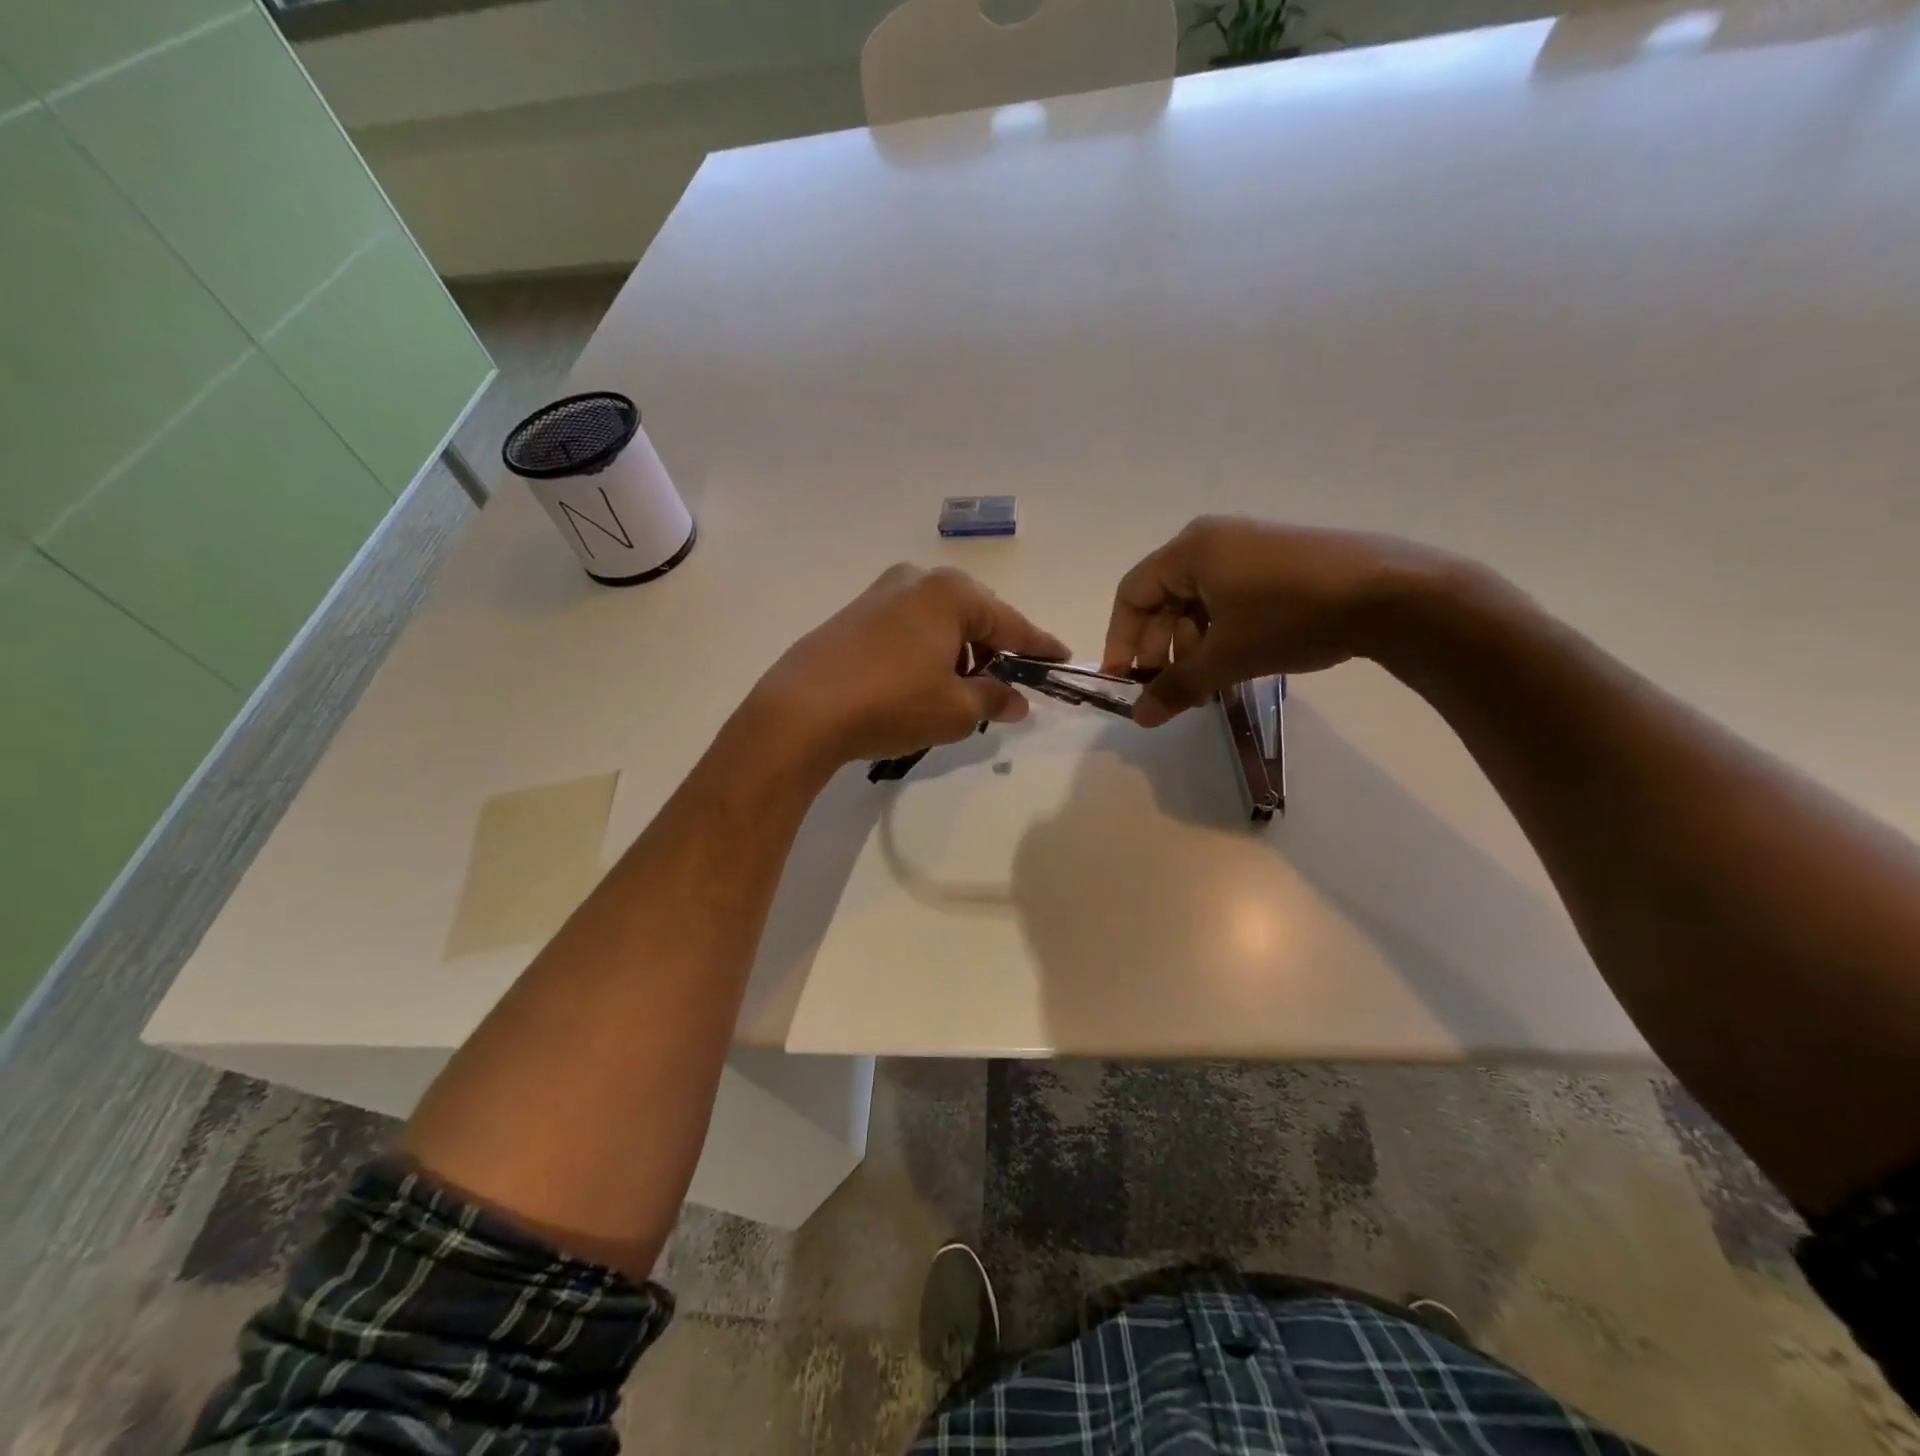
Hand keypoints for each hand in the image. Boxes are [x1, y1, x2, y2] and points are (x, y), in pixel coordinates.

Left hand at [756, 565, 1069, 765]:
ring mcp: (879, 595)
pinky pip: (908, 629)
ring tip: (960, 693)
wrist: (800, 712)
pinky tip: (921, 684)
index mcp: (950, 593)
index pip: (1012, 623)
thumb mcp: (956, 710)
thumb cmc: (891, 704)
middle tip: (1007, 685)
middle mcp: (916, 580)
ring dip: (958, 653)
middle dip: (994, 650)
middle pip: (974, 615)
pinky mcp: (853, 616)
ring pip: (939, 622)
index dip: (1040, 647)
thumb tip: (1017, 700)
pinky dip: (926, 652)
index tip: (1062, 659)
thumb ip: (995, 699)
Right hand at [1102, 516, 1462, 726]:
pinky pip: (1228, 602)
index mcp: (1190, 550)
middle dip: (1161, 651)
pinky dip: (1221, 636)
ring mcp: (1248, 550)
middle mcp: (1212, 541)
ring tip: (1206, 689)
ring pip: (1198, 605)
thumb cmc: (1290, 616)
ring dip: (1192, 649)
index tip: (1123, 682)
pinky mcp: (1277, 565)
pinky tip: (1233, 667)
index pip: (1132, 595)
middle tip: (1169, 693)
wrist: (1392, 594)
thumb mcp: (1226, 657)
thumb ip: (1176, 687)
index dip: (1120, 641)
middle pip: (1164, 601)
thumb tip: (1139, 719)